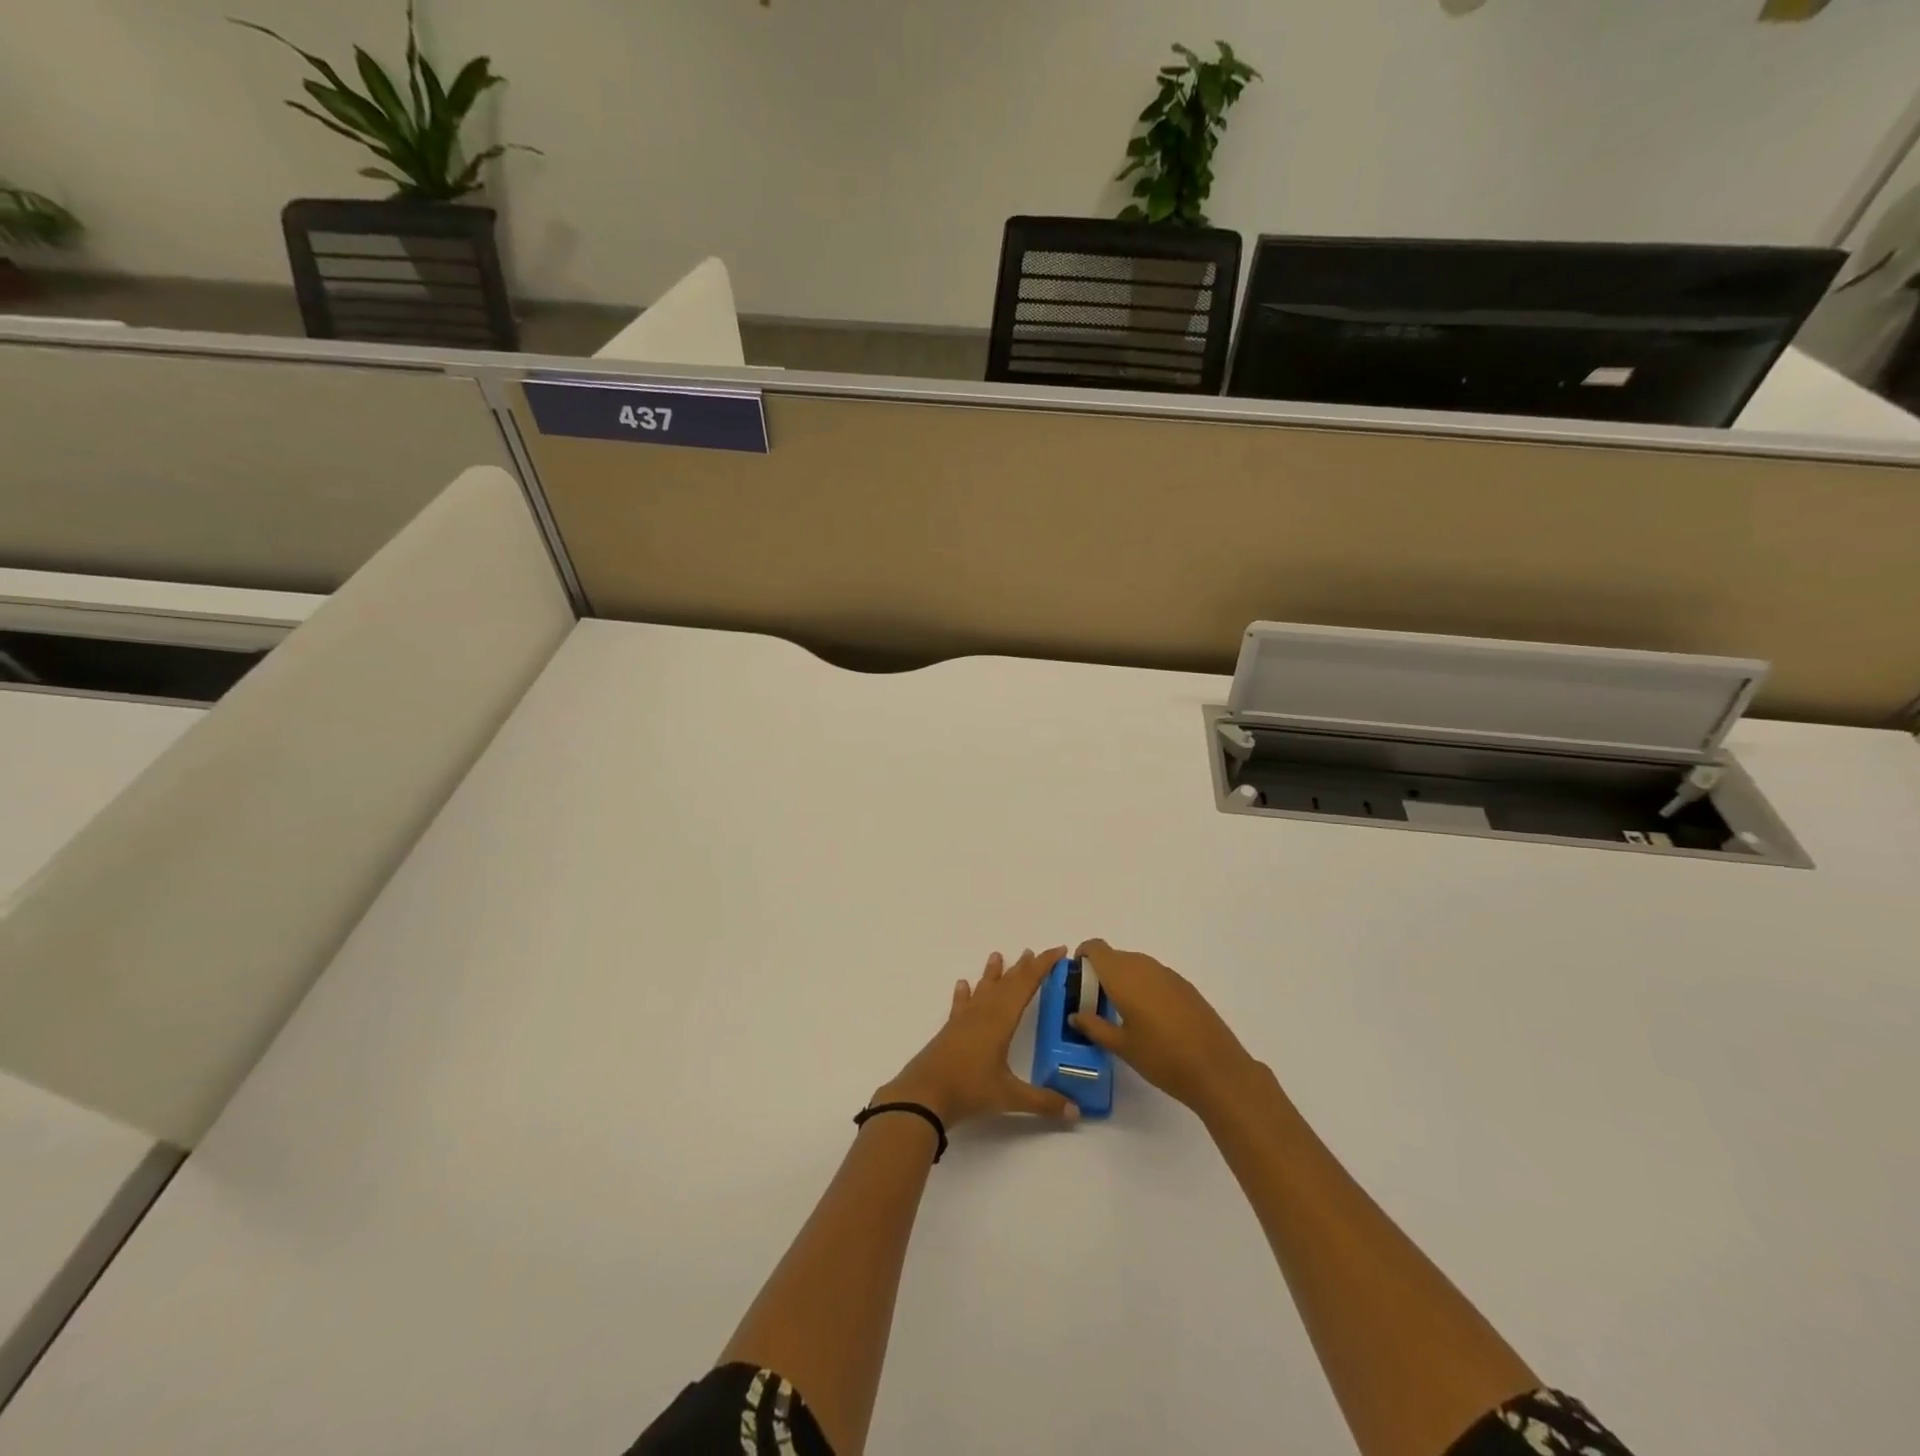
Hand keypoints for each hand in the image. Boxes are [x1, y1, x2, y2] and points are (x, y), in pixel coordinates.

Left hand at [875, 948, 1079, 1128]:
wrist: (924, 1095)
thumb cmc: (969, 1090)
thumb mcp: (1010, 1097)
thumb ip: (1044, 1102)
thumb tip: (1077, 1113)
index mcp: (1001, 1020)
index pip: (1026, 985)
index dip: (1043, 966)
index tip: (1058, 951)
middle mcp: (983, 1013)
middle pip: (1006, 983)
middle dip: (1023, 967)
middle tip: (1033, 952)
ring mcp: (964, 1020)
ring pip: (983, 989)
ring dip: (993, 973)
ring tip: (997, 956)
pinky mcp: (950, 1030)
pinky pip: (960, 1004)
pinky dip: (964, 993)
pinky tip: (962, 985)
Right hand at [1068, 939, 1264, 1118]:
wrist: (1217, 1069)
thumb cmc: (1162, 1058)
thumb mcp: (1122, 1046)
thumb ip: (1094, 1026)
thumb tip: (1075, 1015)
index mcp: (1123, 976)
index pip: (1096, 948)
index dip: (1083, 956)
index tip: (1078, 979)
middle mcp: (1144, 966)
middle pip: (1115, 956)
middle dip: (1101, 972)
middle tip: (1095, 1002)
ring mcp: (1168, 974)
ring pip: (1136, 965)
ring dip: (1123, 979)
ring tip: (1121, 1011)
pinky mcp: (1185, 986)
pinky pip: (1154, 976)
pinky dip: (1144, 986)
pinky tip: (1149, 1017)